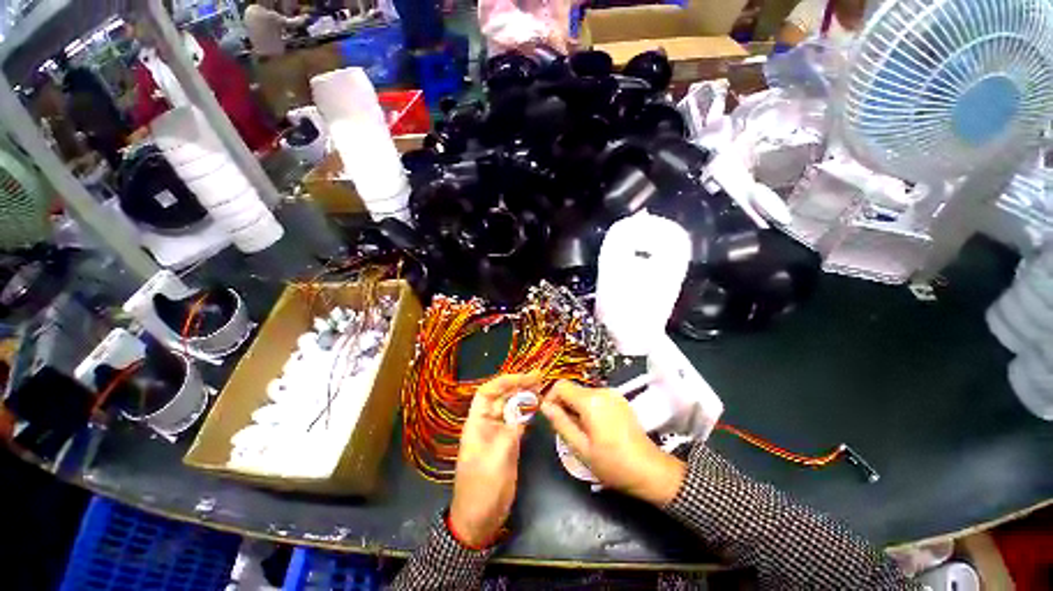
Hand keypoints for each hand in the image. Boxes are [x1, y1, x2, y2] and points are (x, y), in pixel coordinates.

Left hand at [449, 373, 540, 547]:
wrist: (479, 520)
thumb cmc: (482, 490)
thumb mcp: (497, 460)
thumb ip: (510, 432)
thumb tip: (524, 410)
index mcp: (477, 423)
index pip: (487, 393)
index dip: (504, 382)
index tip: (524, 377)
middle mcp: (487, 423)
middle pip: (502, 397)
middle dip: (518, 384)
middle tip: (539, 377)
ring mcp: (498, 433)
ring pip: (511, 407)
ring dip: (524, 396)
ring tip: (541, 386)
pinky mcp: (508, 443)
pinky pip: (518, 421)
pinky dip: (527, 412)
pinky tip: (538, 406)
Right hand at [541, 381, 685, 505]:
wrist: (650, 470)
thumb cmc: (613, 464)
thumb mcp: (580, 448)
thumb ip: (560, 423)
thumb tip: (544, 406)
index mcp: (590, 401)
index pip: (560, 386)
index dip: (550, 398)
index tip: (550, 417)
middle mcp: (601, 391)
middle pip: (572, 389)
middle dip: (564, 406)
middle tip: (567, 430)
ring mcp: (612, 394)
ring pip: (583, 394)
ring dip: (576, 408)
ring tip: (582, 432)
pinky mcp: (619, 399)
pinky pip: (595, 398)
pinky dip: (588, 408)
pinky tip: (595, 428)